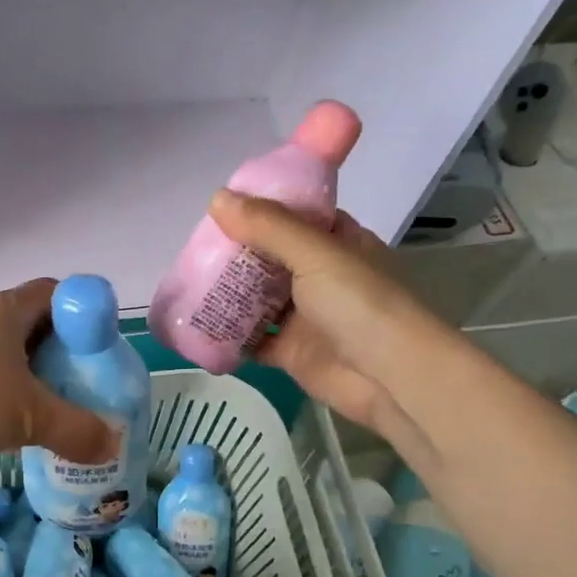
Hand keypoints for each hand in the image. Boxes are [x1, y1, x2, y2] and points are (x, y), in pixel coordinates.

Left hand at [0, 279, 119, 465]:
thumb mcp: (26, 417)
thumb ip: (75, 430)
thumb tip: (113, 444)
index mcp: (4, 310)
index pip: (55, 293)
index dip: (82, 315)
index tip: (97, 351)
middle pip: (29, 323)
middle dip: (57, 353)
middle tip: (78, 387)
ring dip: (23, 375)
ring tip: (44, 409)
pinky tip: (0, 423)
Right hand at [207, 190, 427, 435]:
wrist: (389, 377)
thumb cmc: (360, 303)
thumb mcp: (315, 253)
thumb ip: (268, 226)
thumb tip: (217, 199)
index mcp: (337, 243)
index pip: (295, 216)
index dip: (261, 209)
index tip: (222, 207)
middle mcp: (321, 276)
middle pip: (271, 257)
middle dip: (236, 253)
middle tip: (193, 247)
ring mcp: (306, 316)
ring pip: (259, 299)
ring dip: (229, 293)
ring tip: (187, 281)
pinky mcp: (291, 352)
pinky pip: (253, 339)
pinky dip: (230, 334)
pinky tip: (199, 324)